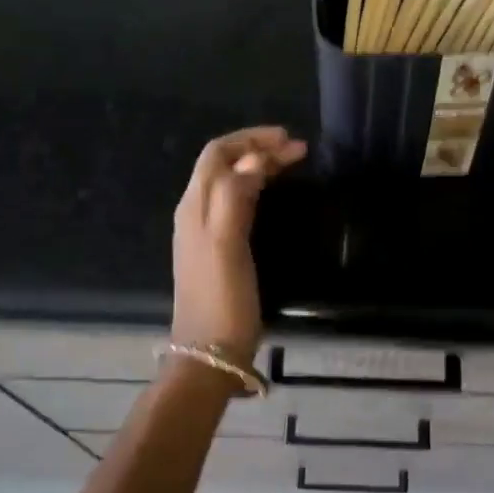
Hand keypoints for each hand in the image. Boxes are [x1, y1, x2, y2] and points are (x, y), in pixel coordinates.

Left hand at [172, 126, 307, 364]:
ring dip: (257, 167)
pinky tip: (272, 197)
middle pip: (223, 165)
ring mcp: (204, 232)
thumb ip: (235, 198)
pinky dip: (256, 189)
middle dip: (257, 150)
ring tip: (290, 165)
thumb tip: (252, 160)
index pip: (218, 154)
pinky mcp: (217, 250)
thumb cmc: (222, 298)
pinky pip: (235, 204)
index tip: (289, 140)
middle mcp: (195, 212)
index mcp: (196, 205)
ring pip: (229, 184)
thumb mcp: (227, 244)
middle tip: (298, 150)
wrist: (209, 352)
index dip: (251, 139)